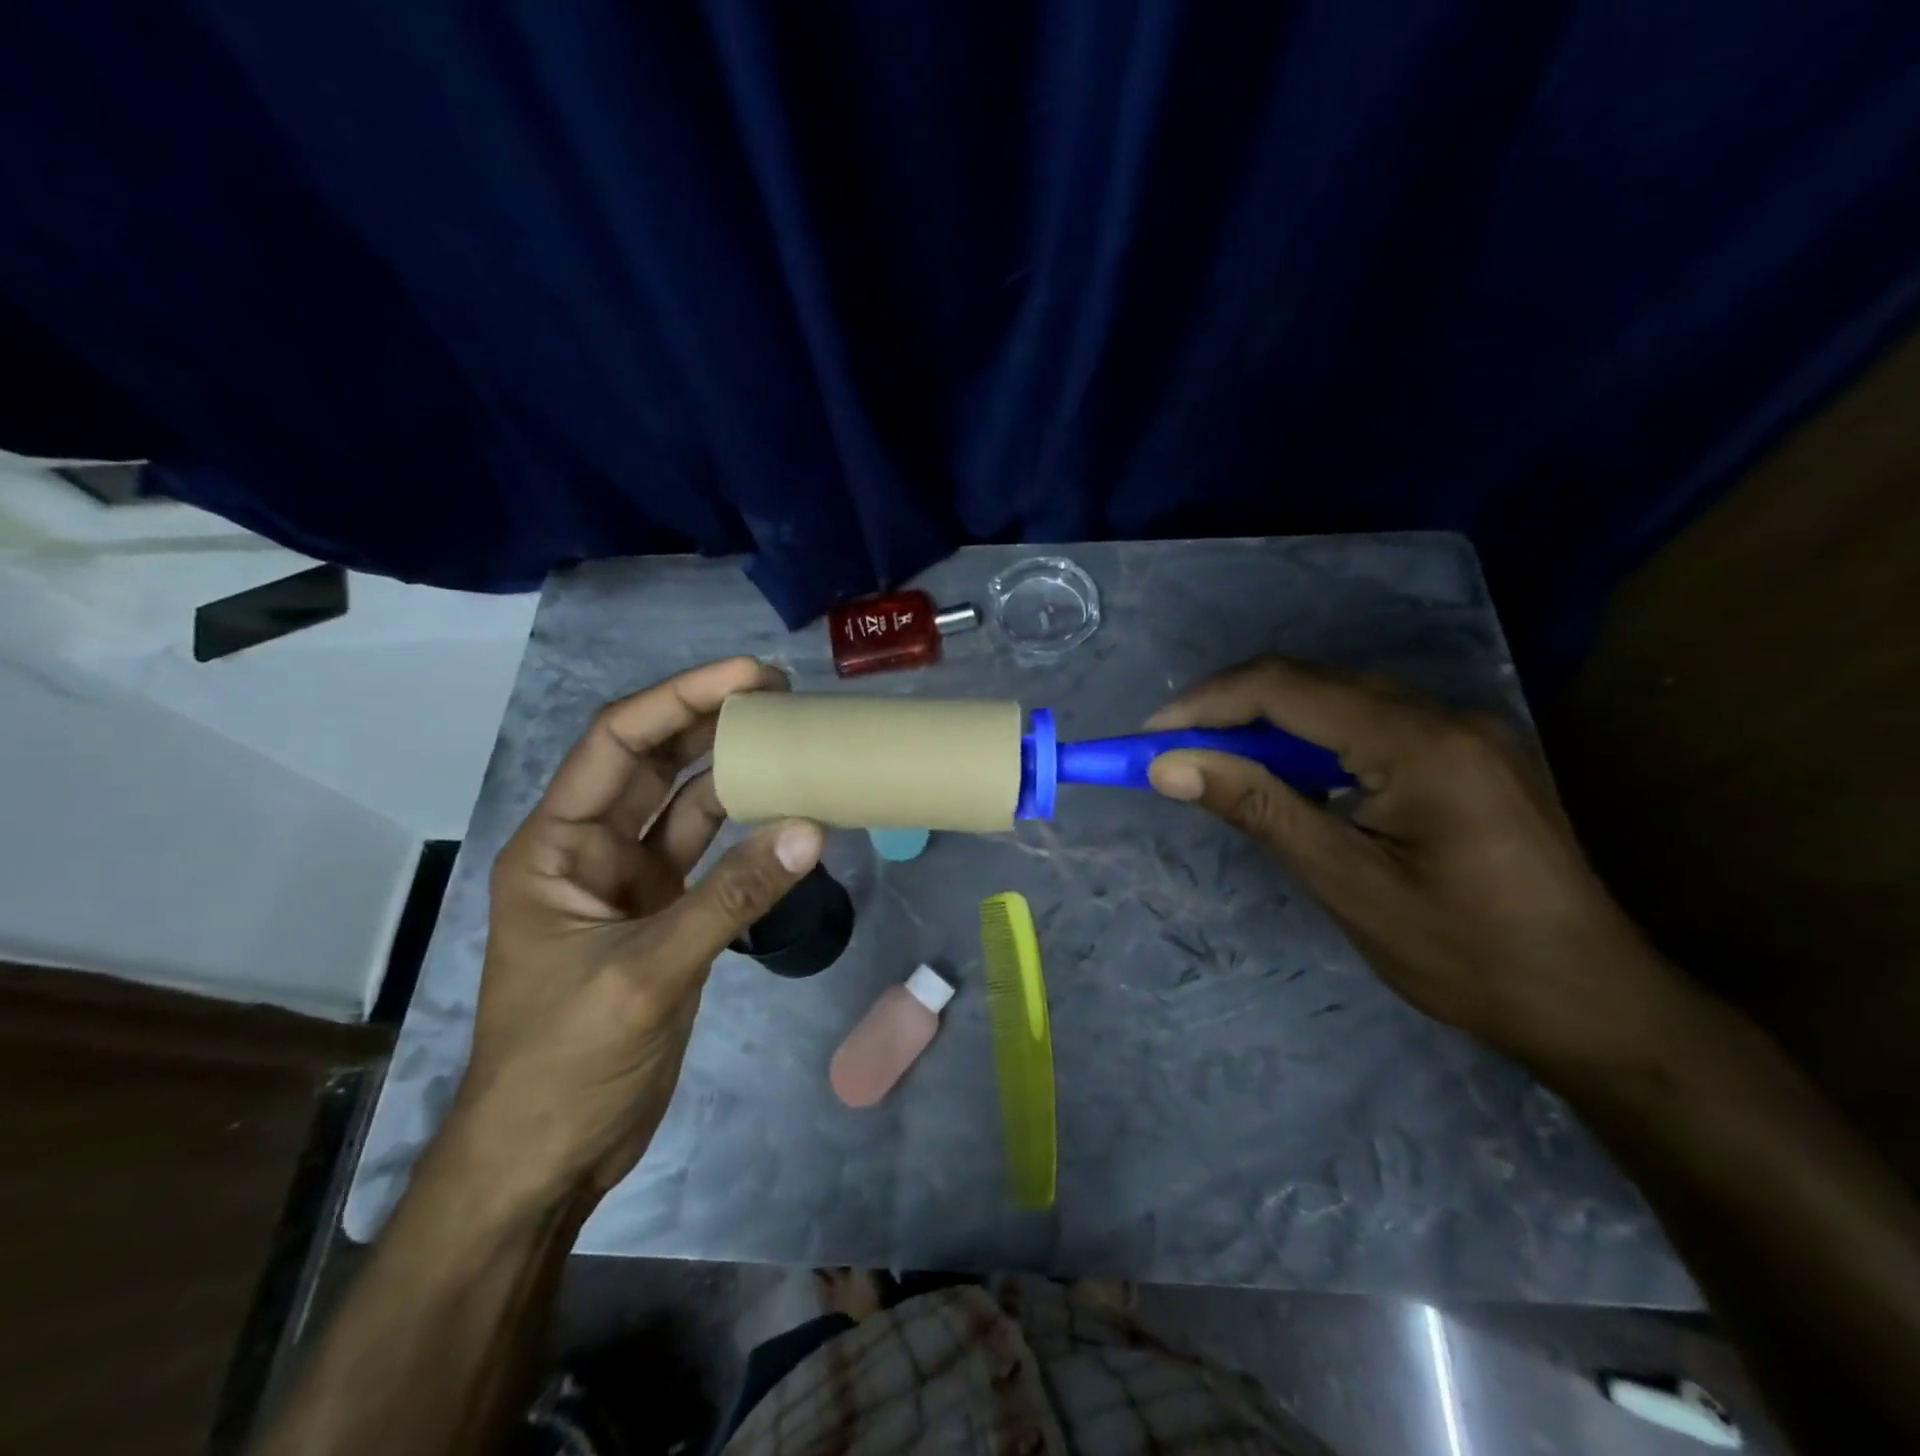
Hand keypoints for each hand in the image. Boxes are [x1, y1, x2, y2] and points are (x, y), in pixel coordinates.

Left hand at [444, 658, 823, 1219]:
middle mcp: (592, 852)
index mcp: (556, 847)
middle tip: (782, 693)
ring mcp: (632, 886)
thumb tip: (809, 832)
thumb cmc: (564, 1064)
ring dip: (735, 774)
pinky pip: (712, 857)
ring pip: (688, 807)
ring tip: (793, 739)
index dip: (680, 699)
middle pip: (655, 764)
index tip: (747, 675)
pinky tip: (790, 814)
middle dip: (711, 722)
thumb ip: (730, 901)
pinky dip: (749, 835)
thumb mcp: (647, 975)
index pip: (618, 744)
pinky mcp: (666, 917)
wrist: (548, 1159)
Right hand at [1145, 657, 1689, 1068]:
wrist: (1596, 1005)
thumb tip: (1168, 766)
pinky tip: (1288, 778)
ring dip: (1266, 724)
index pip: (1288, 689)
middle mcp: (1447, 713)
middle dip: (1229, 710)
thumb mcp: (1347, 885)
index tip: (1149, 738)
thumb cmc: (1466, 956)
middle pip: (1311, 682)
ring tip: (1215, 765)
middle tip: (1171, 753)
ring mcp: (1466, 727)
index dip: (1207, 703)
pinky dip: (1310, 741)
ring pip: (1337, 698)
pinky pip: (1368, 722)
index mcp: (1422, 742)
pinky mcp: (1469, 750)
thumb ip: (1258, 809)